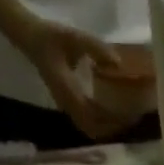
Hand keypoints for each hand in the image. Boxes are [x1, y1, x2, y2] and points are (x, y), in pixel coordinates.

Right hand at [9, 13, 131, 140]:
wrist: (31, 38)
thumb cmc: (50, 36)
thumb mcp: (74, 37)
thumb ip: (96, 48)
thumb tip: (118, 63)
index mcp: (67, 91)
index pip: (91, 115)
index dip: (110, 120)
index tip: (129, 116)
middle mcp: (67, 103)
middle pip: (92, 128)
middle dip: (112, 128)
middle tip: (132, 119)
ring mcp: (67, 105)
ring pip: (89, 127)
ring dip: (107, 127)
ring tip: (126, 118)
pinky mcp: (69, 103)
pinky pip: (86, 120)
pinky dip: (101, 121)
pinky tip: (114, 112)